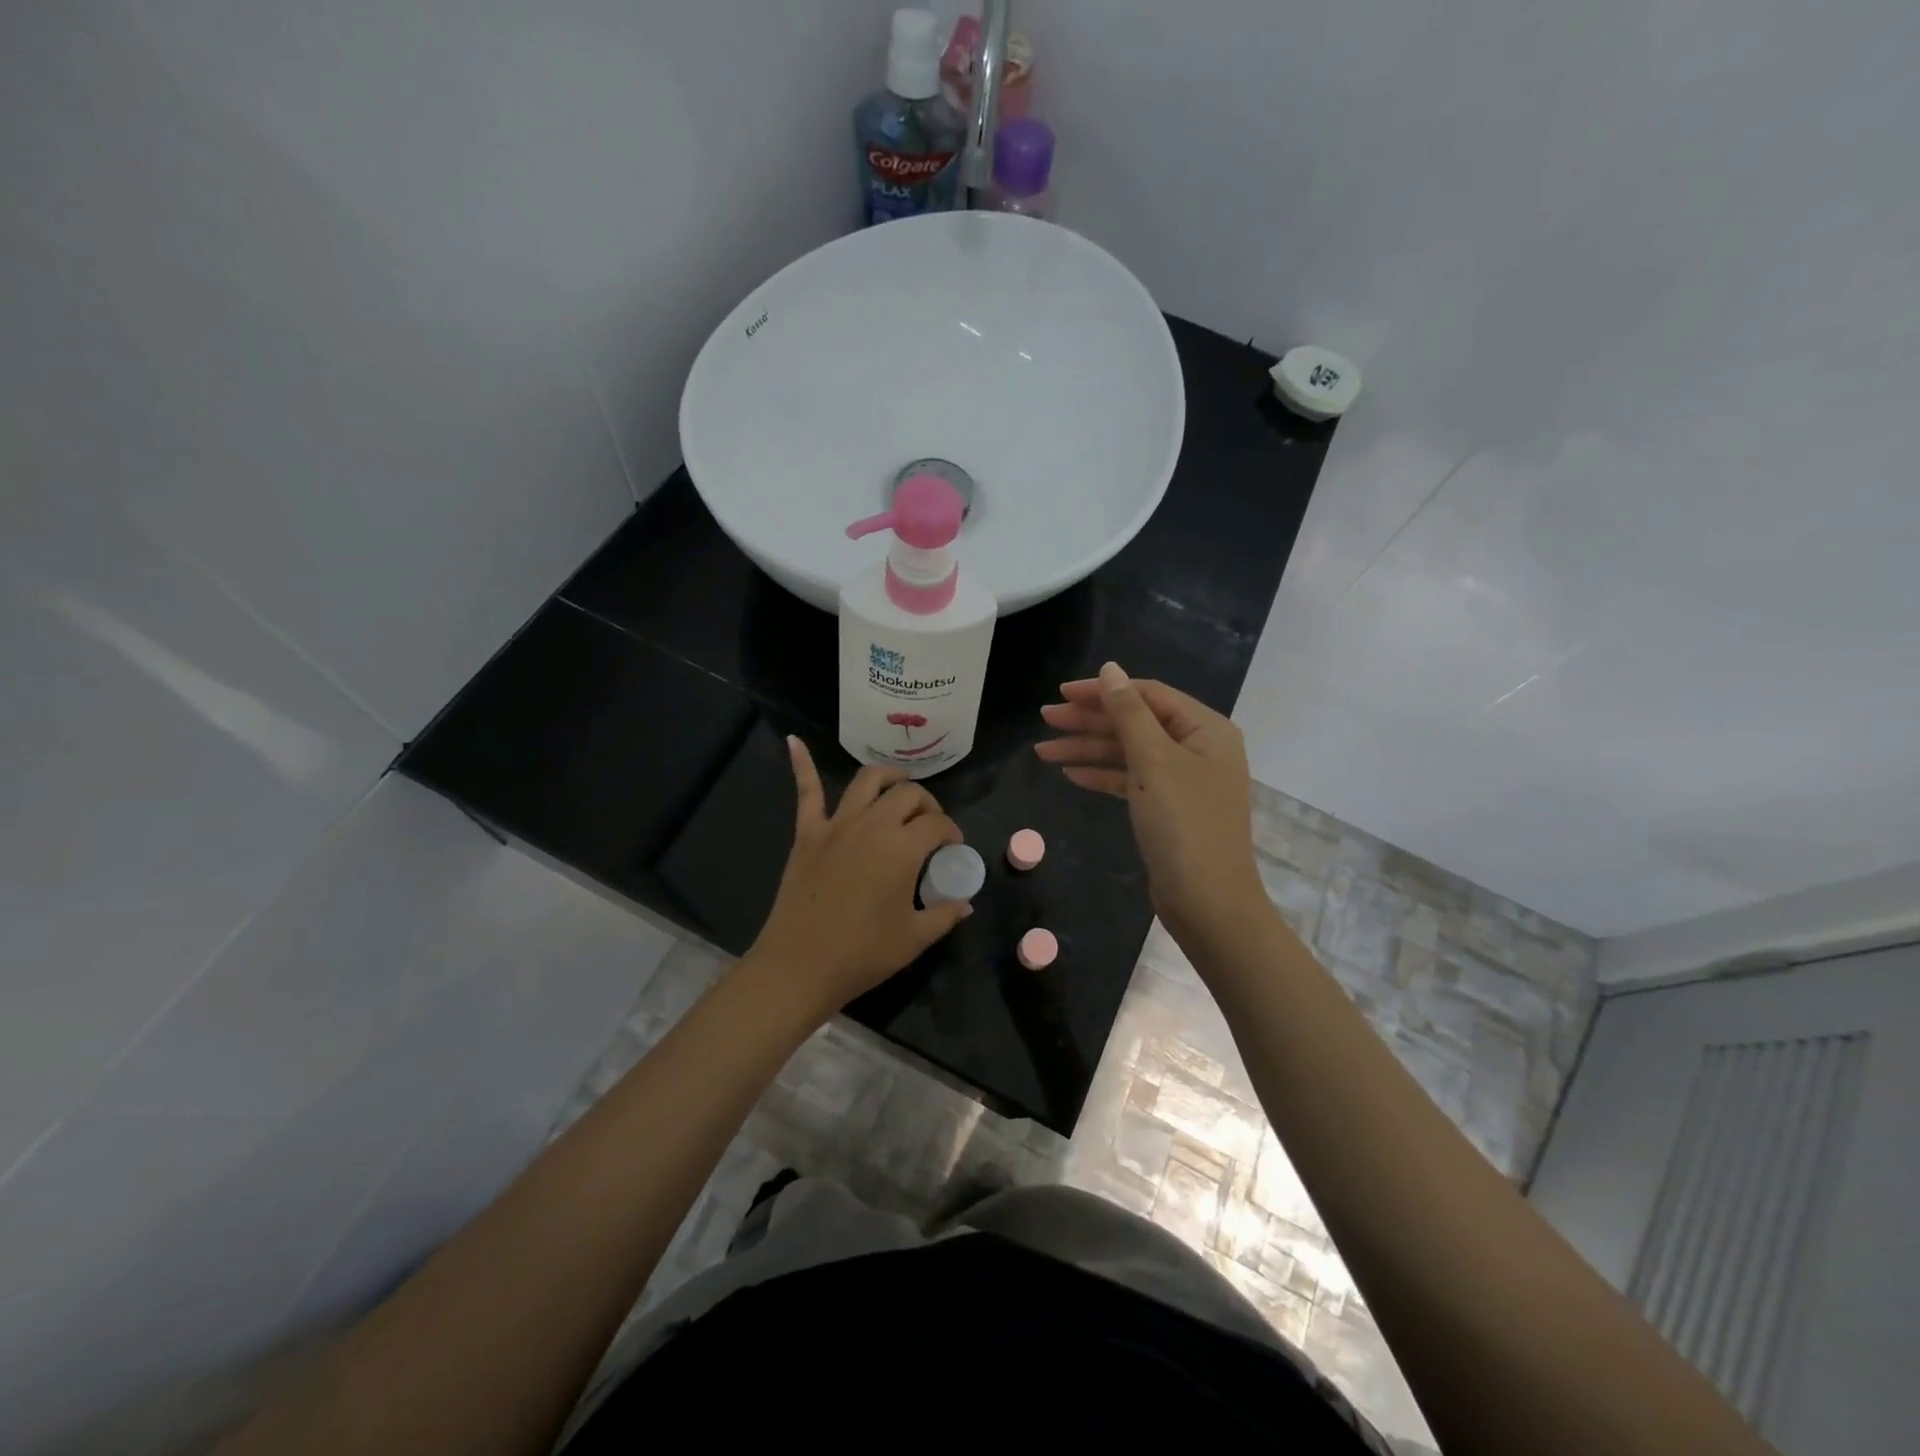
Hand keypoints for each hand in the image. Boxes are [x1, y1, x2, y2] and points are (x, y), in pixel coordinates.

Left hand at [745, 737, 970, 1020]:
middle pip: (907, 794)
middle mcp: (872, 824)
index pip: (937, 824)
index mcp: (903, 848)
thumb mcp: (915, 938)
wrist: (800, 966)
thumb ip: (944, 915)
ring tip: (899, 784)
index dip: (951, 832)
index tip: (953, 848)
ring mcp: (837, 825)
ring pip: (867, 781)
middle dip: (926, 803)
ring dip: (888, 777)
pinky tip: (794, 742)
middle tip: (930, 824)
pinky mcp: (807, 833)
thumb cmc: (863, 954)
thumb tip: (965, 904)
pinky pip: (806, 792)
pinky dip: (801, 764)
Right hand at [1036, 662, 1266, 947]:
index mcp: (1205, 729)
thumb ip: (1129, 713)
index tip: (1061, 693)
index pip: (1148, 695)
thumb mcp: (1154, 761)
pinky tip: (1070, 774)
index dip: (1103, 691)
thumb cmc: (1184, 824)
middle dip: (1089, 721)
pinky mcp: (1168, 808)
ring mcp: (1182, 780)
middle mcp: (1197, 748)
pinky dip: (1102, 775)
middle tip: (1045, 720)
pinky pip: (1131, 780)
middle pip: (1136, 722)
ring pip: (1129, 753)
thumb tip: (1111, 670)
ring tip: (1043, 751)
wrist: (1207, 902)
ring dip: (1088, 750)